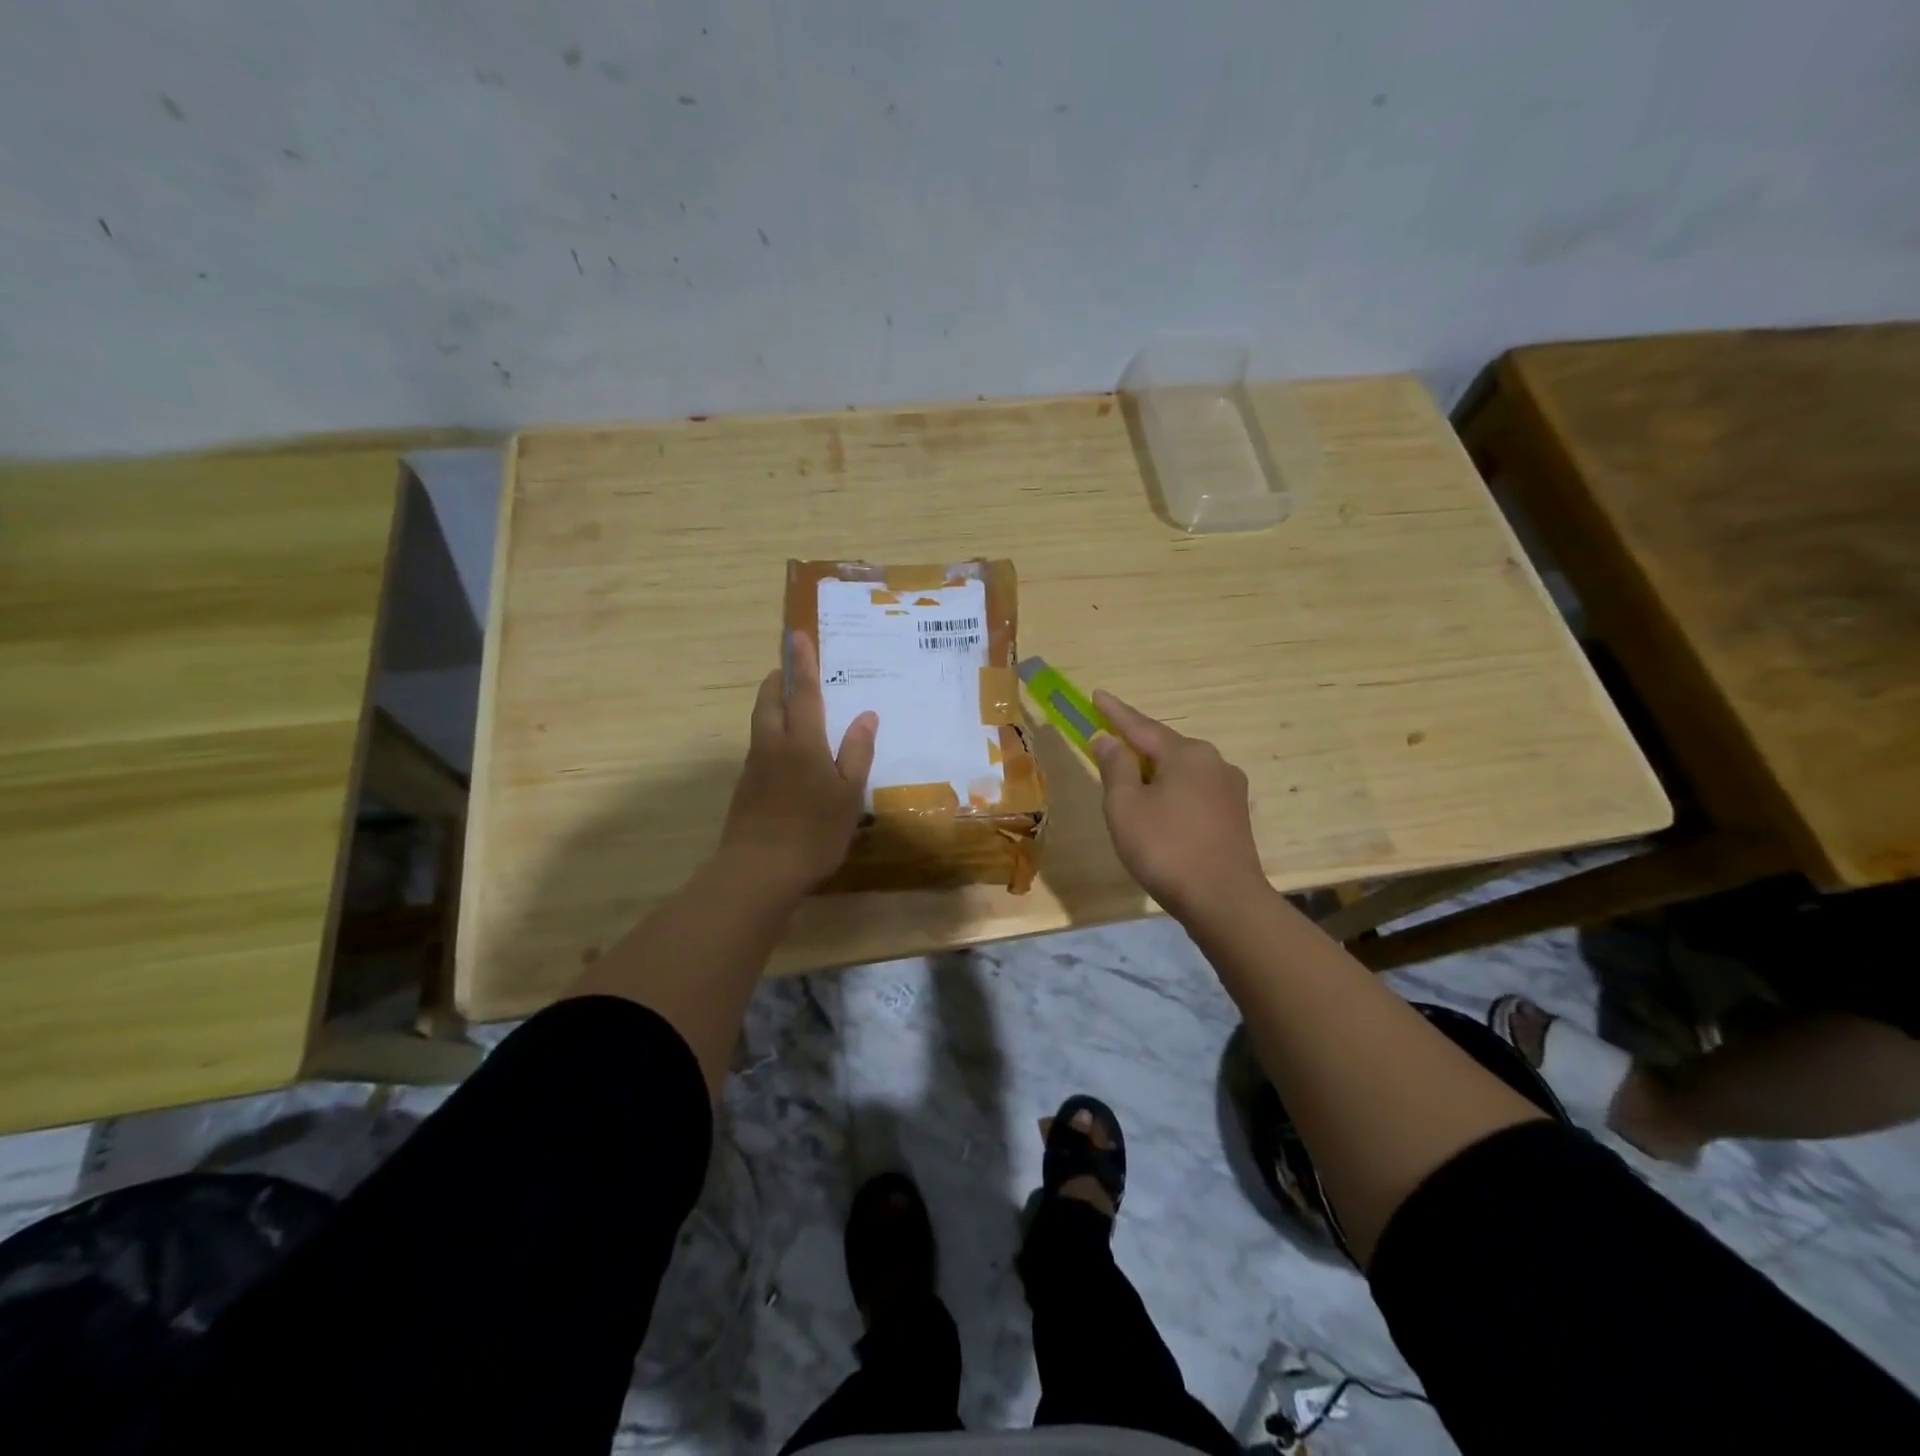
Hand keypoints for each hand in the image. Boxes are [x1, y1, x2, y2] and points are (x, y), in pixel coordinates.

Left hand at [719, 632, 877, 899]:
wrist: (757, 872)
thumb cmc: (813, 832)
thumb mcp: (848, 794)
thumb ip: (857, 752)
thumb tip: (867, 715)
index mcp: (803, 742)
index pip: (803, 691)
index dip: (802, 662)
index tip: (797, 635)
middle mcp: (773, 745)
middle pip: (770, 700)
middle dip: (780, 679)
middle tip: (792, 668)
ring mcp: (754, 766)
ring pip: (761, 722)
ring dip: (773, 704)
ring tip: (792, 704)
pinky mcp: (745, 787)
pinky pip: (759, 745)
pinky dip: (771, 733)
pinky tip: (787, 754)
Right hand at [1090, 691, 1267, 921]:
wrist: (1224, 900)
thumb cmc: (1166, 849)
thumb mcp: (1126, 806)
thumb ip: (1115, 767)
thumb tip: (1108, 739)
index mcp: (1186, 753)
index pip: (1141, 726)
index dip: (1115, 712)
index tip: (1097, 695)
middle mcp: (1213, 762)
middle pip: (1164, 746)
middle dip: (1135, 745)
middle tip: (1108, 744)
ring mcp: (1229, 788)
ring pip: (1181, 770)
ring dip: (1154, 772)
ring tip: (1130, 782)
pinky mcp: (1234, 815)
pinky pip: (1194, 790)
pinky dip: (1171, 791)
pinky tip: (1159, 809)